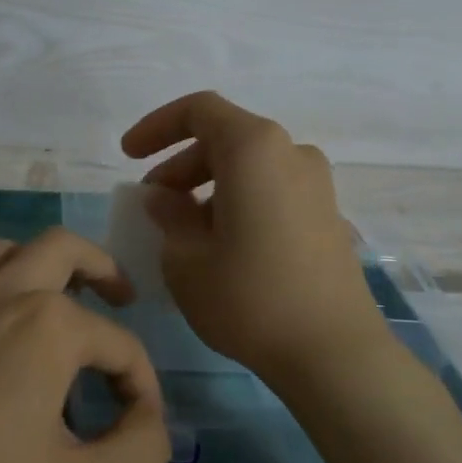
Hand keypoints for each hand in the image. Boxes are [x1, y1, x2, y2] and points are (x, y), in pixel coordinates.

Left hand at [0, 229, 168, 462]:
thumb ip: (141, 451)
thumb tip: (150, 421)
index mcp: (48, 325)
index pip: (121, 345)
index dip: (144, 389)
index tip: (143, 435)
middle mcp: (5, 299)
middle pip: (62, 248)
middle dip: (103, 269)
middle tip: (125, 301)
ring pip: (10, 252)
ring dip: (49, 264)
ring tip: (73, 302)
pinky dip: (12, 288)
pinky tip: (21, 345)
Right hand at [122, 91, 386, 383]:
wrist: (333, 351)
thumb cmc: (248, 298)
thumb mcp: (186, 259)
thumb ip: (169, 215)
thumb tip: (165, 198)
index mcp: (254, 149)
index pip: (199, 110)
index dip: (157, 126)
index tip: (128, 155)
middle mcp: (291, 153)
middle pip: (226, 139)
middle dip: (180, 165)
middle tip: (153, 203)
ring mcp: (317, 185)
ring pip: (250, 167)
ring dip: (208, 186)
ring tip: (183, 229)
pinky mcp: (328, 216)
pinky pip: (272, 191)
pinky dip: (239, 201)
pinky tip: (223, 244)